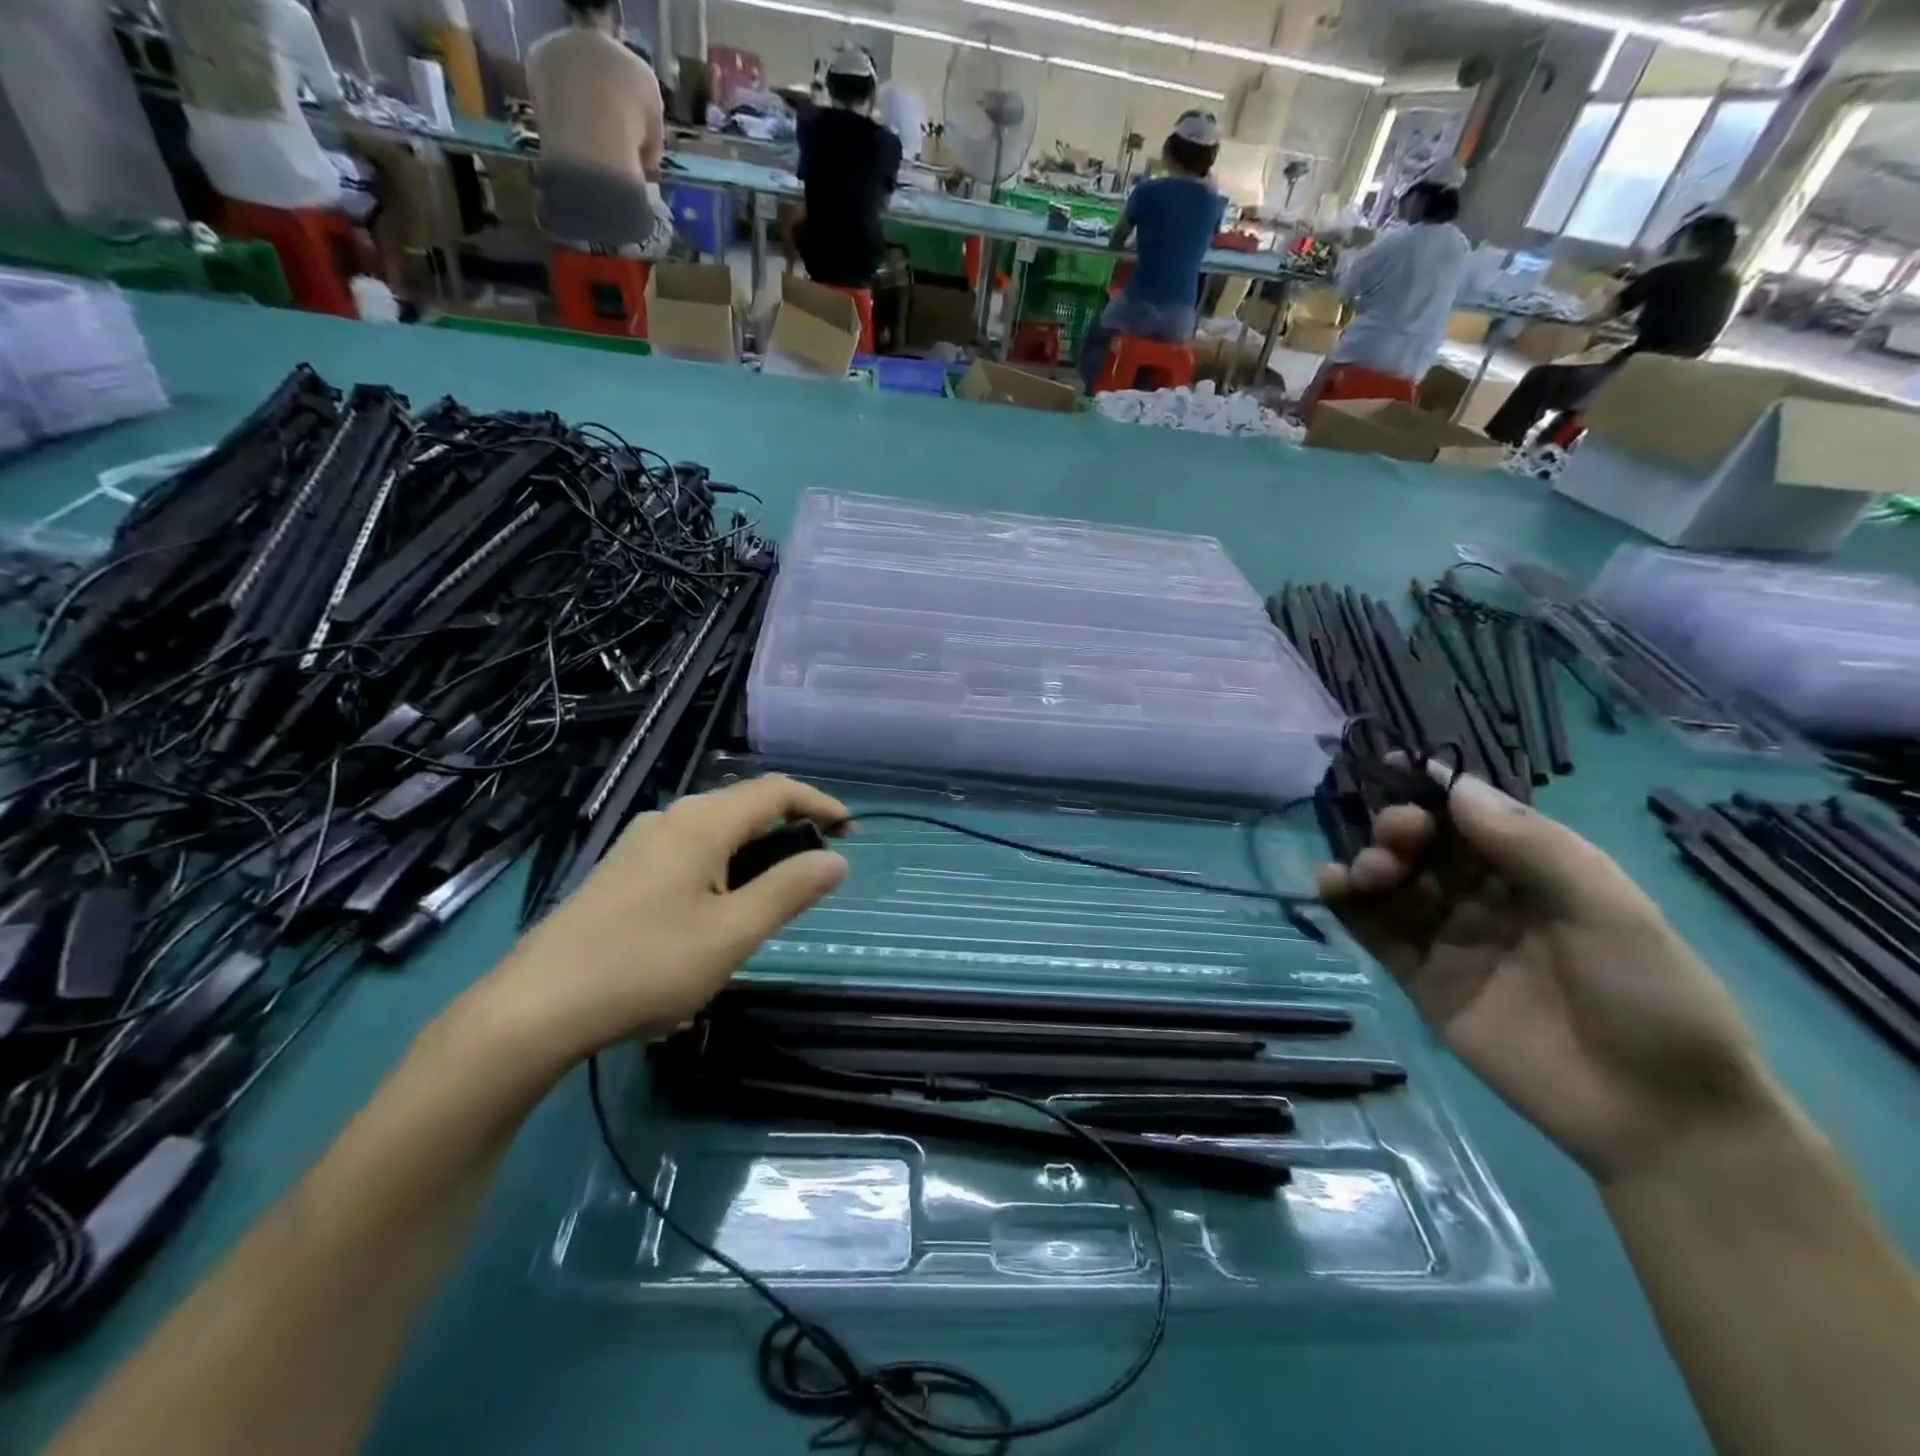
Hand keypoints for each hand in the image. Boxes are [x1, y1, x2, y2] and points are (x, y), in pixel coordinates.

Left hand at [478, 775, 849, 1065]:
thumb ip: (789, 891)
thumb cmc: (645, 966)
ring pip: (715, 832)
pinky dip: (723, 867)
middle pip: (744, 807)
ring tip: (774, 897)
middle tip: (818, 869)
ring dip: (755, 851)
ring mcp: (640, 844)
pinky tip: (717, 911)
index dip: (819, 803)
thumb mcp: (732, 934)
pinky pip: (689, 852)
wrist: (534, 1008)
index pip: (775, 791)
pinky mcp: (621, 872)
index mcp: (701, 823)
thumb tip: (836, 859)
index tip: (852, 830)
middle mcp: (670, 819)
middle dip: (789, 828)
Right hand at [1314, 769, 1777, 1184]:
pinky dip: (1346, 904)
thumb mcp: (1610, 911)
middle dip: (1400, 829)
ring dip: (1369, 863)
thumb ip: (1533, 847)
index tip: (1392, 766)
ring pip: (1392, 885)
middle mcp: (1486, 898)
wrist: (1656, 1117)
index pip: (1473, 818)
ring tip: (1368, 871)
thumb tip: (1455, 789)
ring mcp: (1449, 938)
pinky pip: (1374, 932)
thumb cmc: (1652, 999)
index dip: (1434, 790)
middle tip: (1395, 835)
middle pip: (1425, 848)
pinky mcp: (1420, 978)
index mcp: (1537, 872)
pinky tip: (1330, 885)